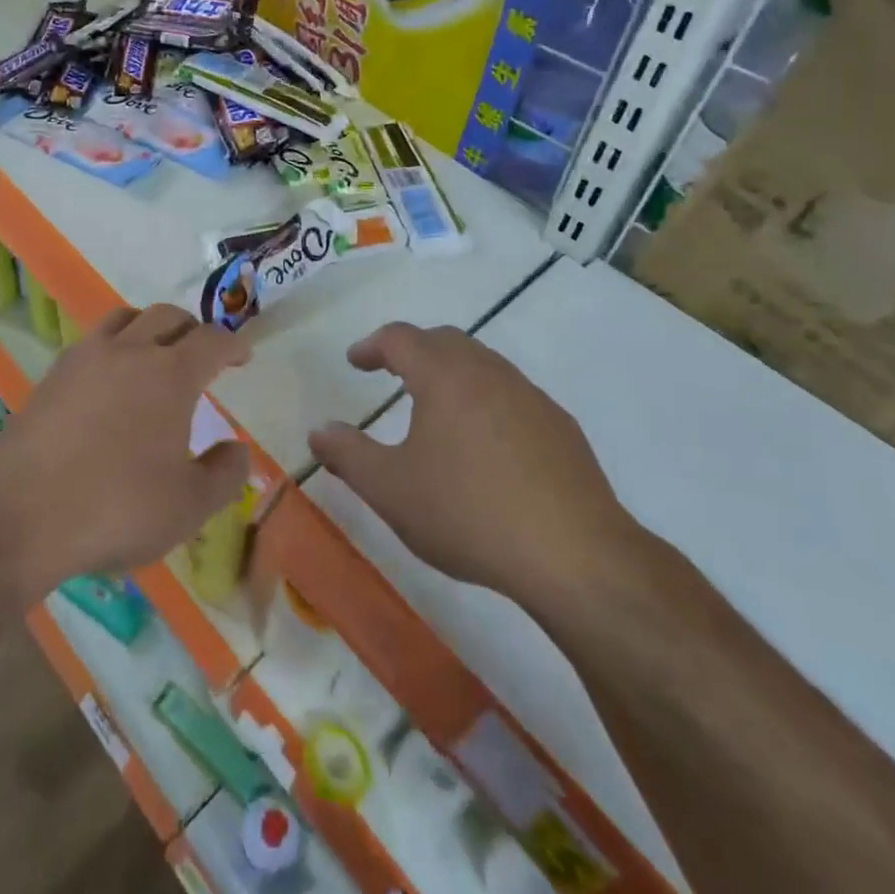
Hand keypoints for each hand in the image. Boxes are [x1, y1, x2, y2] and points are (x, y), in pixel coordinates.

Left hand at [0, 304, 252, 596]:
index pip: (211, 341)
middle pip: (168, 316)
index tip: (243, 356)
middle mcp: (129, 351)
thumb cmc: (117, 507)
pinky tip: (110, 379)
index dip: (233, 344)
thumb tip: (238, 449)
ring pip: (125, 318)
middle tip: (203, 353)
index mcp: (170, 374)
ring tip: (155, 352)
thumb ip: (224, 474)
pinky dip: (113, 346)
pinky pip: (92, 341)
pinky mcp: (52, 375)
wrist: (21, 512)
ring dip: (149, 326)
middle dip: (192, 329)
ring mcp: (85, 358)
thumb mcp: (189, 506)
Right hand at [309, 323, 639, 610]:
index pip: (400, 338)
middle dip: (412, 349)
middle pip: (444, 340)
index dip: (372, 345)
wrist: (575, 556)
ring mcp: (530, 397)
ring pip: (482, 364)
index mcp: (444, 376)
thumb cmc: (467, 512)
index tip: (355, 361)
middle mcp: (488, 373)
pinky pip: (512, 395)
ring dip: (451, 372)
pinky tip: (485, 443)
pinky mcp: (561, 428)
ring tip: (435, 405)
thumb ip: (347, 455)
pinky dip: (485, 400)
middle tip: (391, 371)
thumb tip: (319, 431)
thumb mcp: (390, 489)